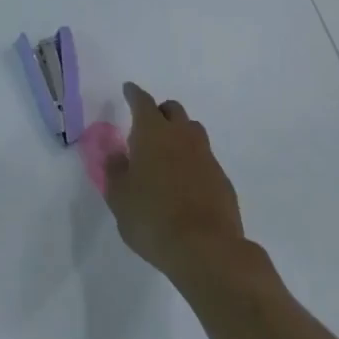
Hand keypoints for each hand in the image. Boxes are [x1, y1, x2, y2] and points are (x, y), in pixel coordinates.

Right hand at [104, 83, 247, 281]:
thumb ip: (115, 171)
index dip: (134, 94)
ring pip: (193, 131)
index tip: (128, 89)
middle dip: (159, 111)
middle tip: (147, 125)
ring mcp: (206, 157)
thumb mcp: (119, 198)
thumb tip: (116, 154)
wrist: (206, 249)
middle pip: (173, 110)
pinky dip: (192, 160)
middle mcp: (182, 137)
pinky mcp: (222, 179)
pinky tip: (184, 181)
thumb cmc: (151, 219)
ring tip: (166, 152)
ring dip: (179, 133)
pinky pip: (204, 158)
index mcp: (152, 134)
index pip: (142, 102)